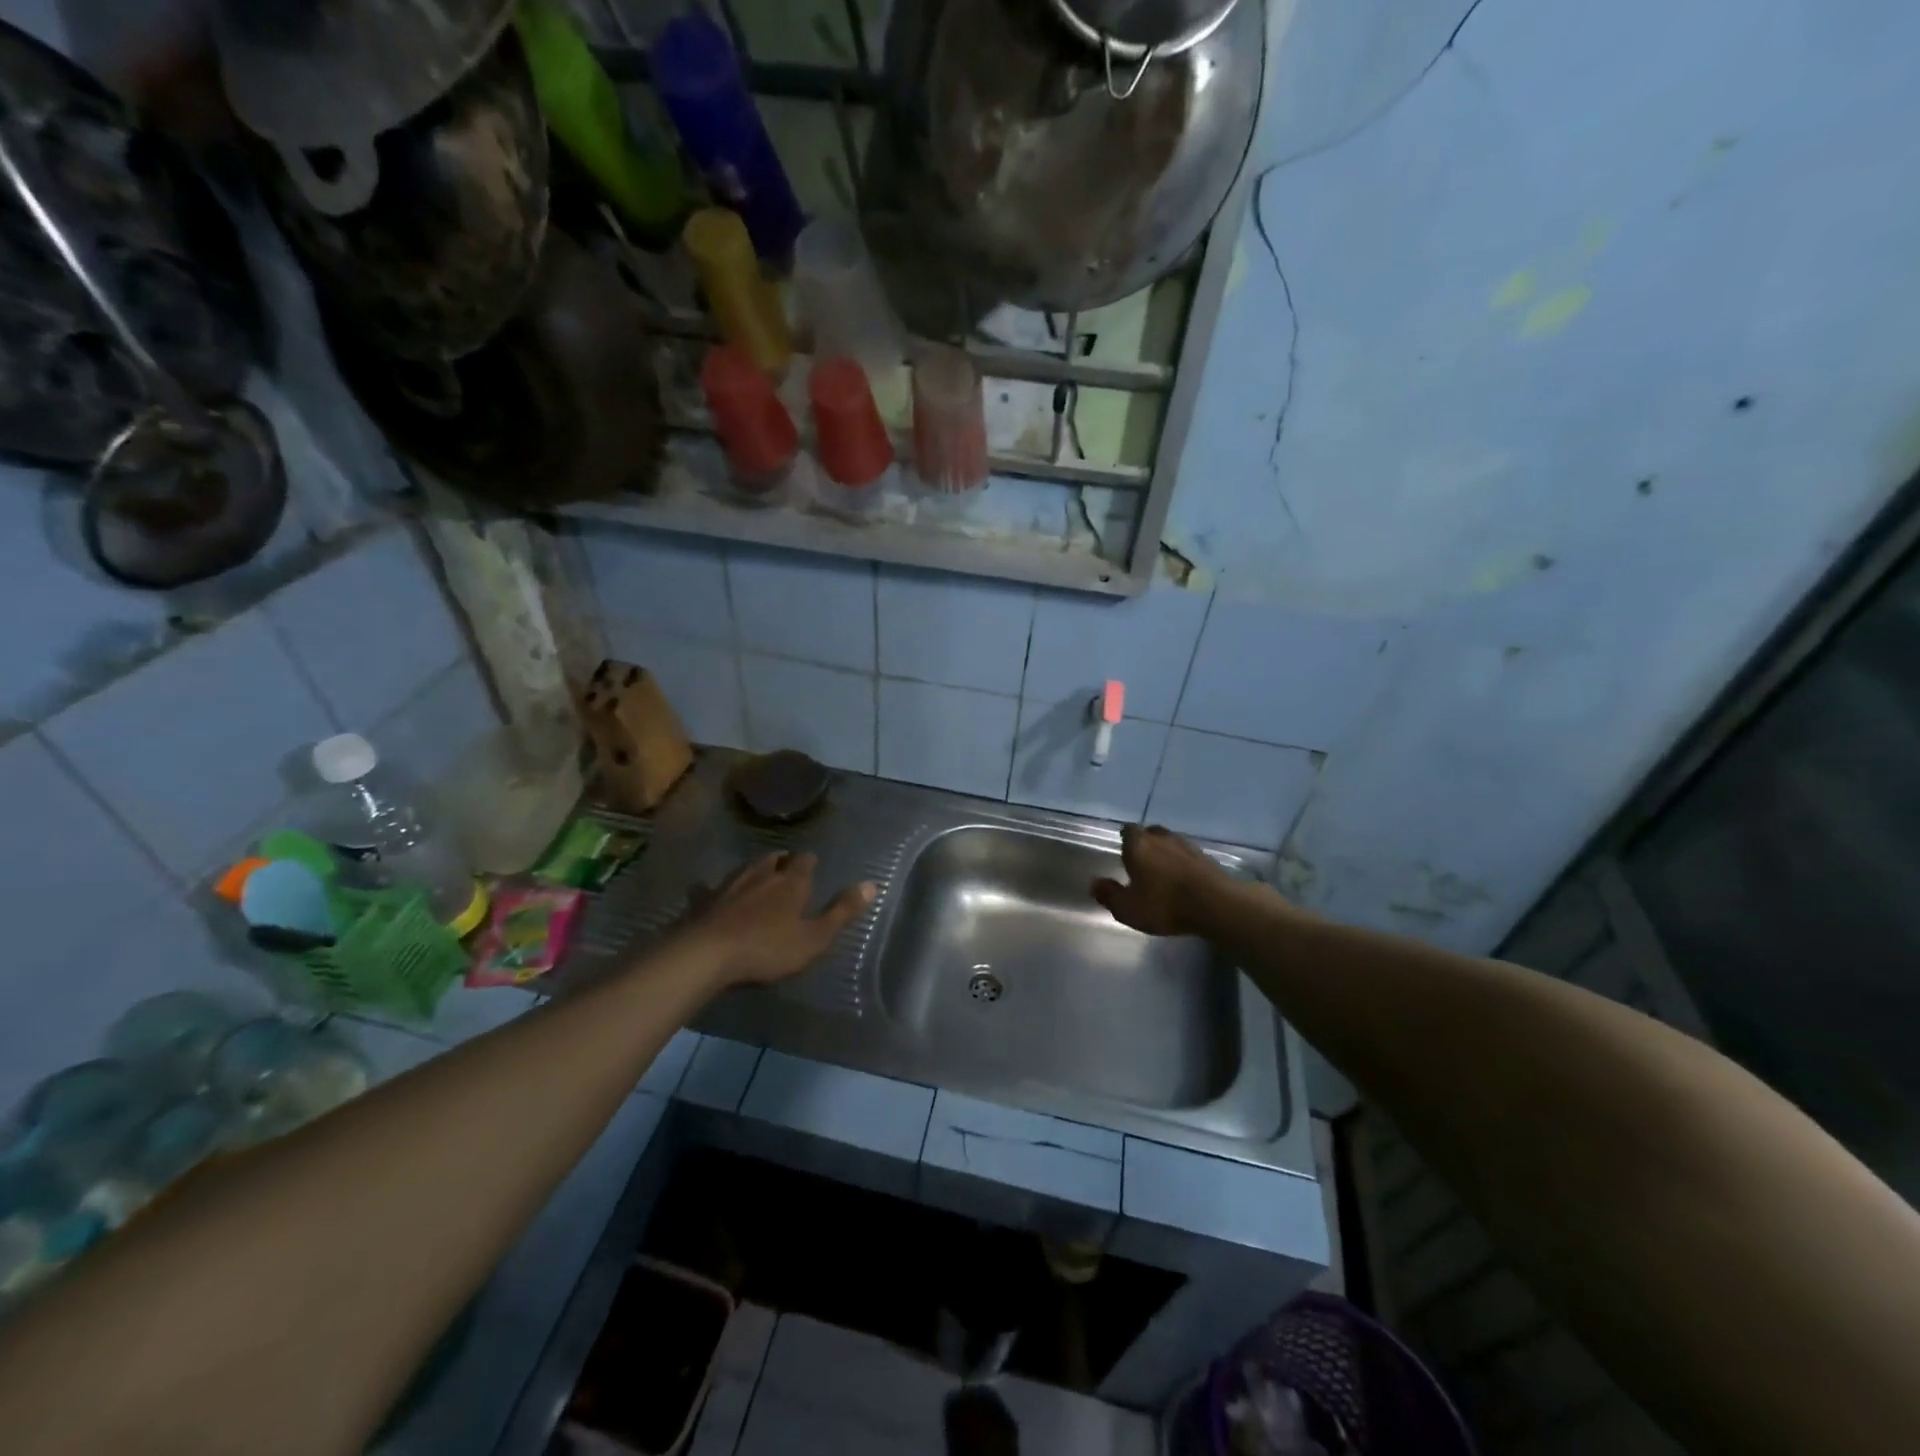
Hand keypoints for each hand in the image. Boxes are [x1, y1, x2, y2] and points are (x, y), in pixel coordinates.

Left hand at [679, 852, 876, 987]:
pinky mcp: (706, 900)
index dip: (809, 862)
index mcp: (791, 883)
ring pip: (747, 868)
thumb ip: (842, 912)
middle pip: (774, 860)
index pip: (804, 861)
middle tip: (787, 865)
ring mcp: (731, 885)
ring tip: (761, 872)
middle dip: (782, 860)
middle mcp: (762, 875)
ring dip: (756, 868)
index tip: (812, 864)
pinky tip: (715, 892)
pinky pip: (715, 887)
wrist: (707, 954)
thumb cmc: (768, 948)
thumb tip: (872, 884)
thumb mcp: (814, 938)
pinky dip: (720, 888)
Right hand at [1091, 824, 1225, 937]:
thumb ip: (1109, 894)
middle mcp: (1162, 838)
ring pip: (1171, 842)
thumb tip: (1093, 883)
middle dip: (1145, 843)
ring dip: (1166, 852)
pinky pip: (1188, 855)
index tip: (1122, 850)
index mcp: (1138, 844)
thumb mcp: (1128, 908)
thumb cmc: (1164, 904)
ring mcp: (1187, 845)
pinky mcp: (1207, 858)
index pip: (1127, 830)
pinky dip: (1183, 863)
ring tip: (1162, 870)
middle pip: (1150, 833)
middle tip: (1141, 861)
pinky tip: (1183, 878)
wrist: (1215, 904)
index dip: (1124, 839)